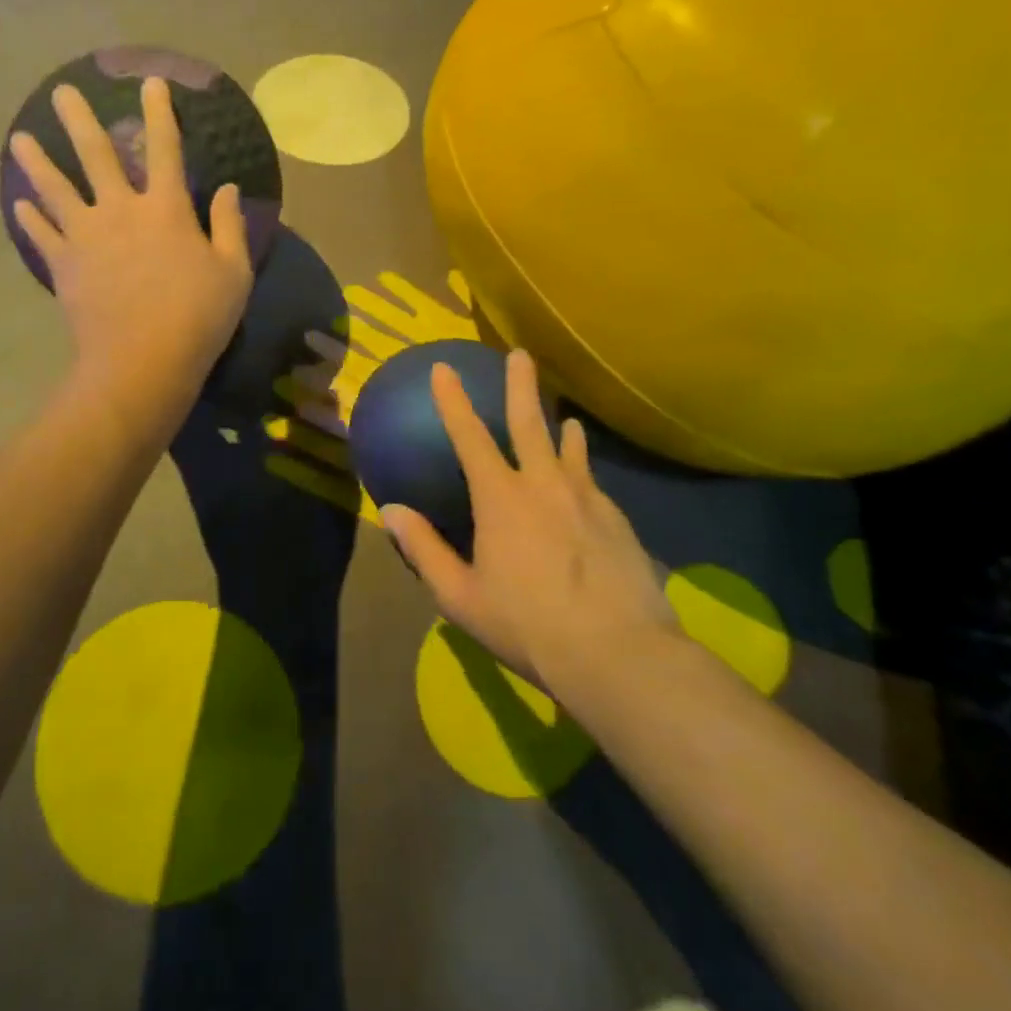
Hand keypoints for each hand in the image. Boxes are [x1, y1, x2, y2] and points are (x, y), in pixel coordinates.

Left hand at [10, 78, 253, 428]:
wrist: (142, 362)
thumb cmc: (198, 317)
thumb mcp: (233, 272)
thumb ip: (229, 226)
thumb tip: (227, 188)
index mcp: (166, 208)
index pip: (165, 149)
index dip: (160, 114)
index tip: (151, 84)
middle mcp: (121, 210)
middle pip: (96, 155)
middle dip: (79, 120)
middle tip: (60, 92)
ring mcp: (86, 237)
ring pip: (56, 188)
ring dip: (37, 161)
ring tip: (18, 137)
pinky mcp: (64, 266)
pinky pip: (43, 235)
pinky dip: (31, 218)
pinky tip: (19, 203)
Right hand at [382, 350, 679, 686]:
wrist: (619, 655)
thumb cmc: (528, 625)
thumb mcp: (461, 597)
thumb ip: (424, 550)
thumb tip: (390, 510)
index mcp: (501, 498)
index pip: (469, 436)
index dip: (453, 400)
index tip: (444, 368)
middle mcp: (544, 485)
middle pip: (530, 423)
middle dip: (521, 385)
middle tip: (519, 355)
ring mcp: (586, 499)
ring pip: (571, 450)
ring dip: (562, 429)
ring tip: (566, 418)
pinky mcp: (618, 521)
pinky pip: (593, 482)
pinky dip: (584, 471)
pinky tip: (587, 485)